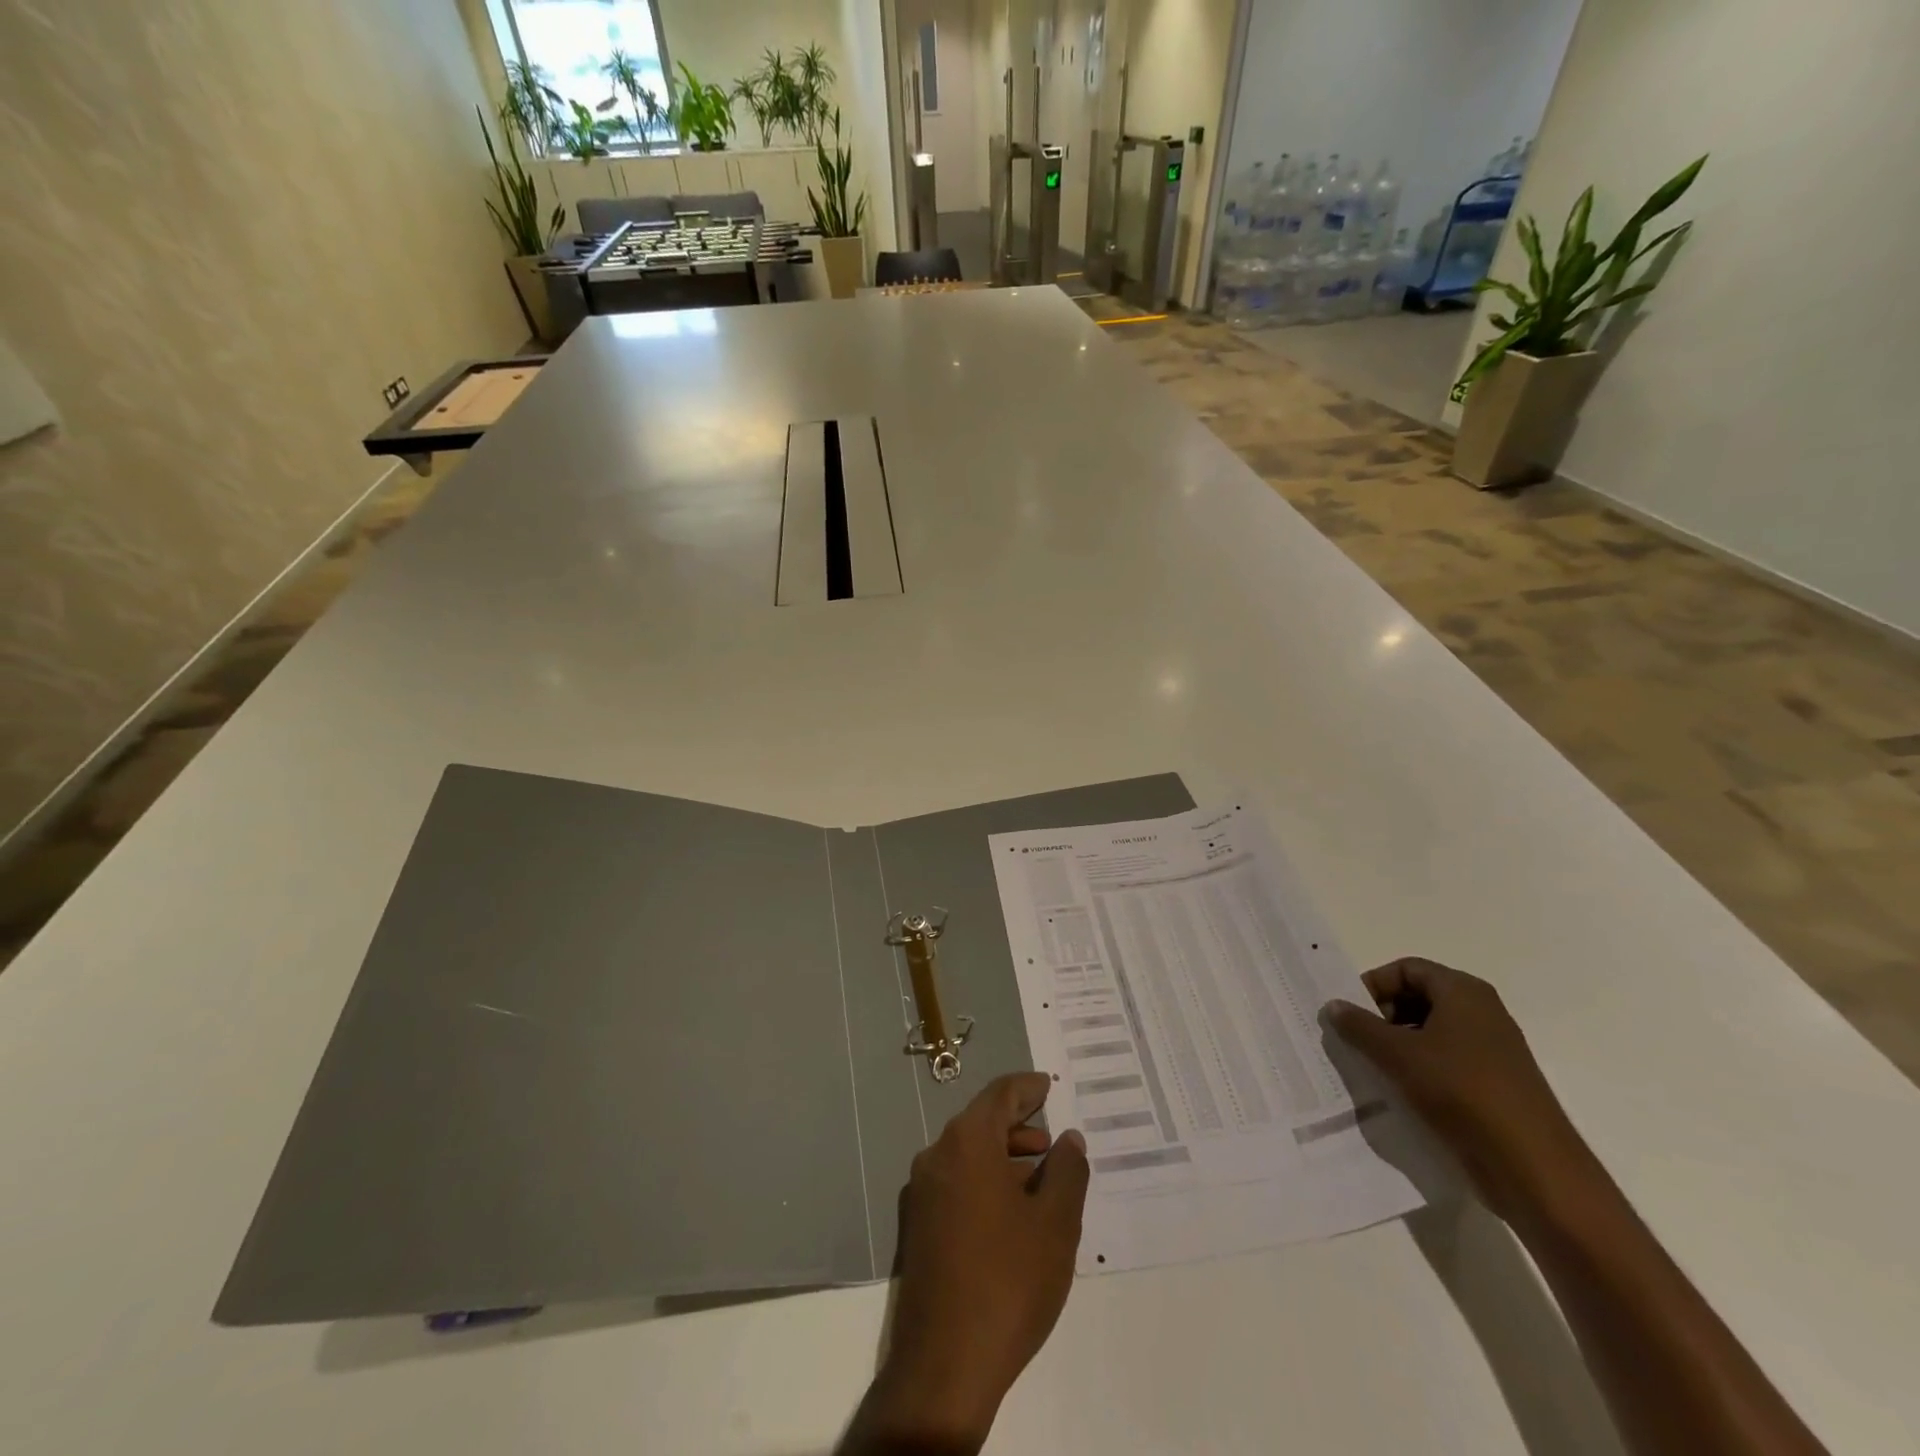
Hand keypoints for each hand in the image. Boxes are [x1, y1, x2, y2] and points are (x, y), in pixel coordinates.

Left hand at [841, 1073, 1090, 1454]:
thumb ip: (1067, 1173)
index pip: (999, 1094)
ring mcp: (921, 1192)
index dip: (1027, 1087)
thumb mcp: (1055, 1225)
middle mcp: (937, 1155)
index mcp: (967, 1142)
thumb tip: (1069, 1140)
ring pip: (968, 1154)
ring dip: (1004, 1156)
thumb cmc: (1008, 1281)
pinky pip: (956, 1183)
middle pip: (981, 1122)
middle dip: (1019, 1125)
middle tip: (1053, 1139)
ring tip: (1041, 1177)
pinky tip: (1012, 1212)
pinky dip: (985, 1181)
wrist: (943, 1365)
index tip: (1049, 1087)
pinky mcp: (917, 1226)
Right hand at [1326, 957, 1593, 1221]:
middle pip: (1418, 997)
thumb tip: (1333, 1005)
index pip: (1406, 969)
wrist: (1533, 1166)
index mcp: (1463, 992)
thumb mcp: (1398, 1054)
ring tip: (1374, 1067)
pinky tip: (1401, 1091)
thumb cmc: (1462, 1092)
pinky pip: (1446, 1061)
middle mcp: (1482, 1012)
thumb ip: (1359, 1026)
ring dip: (1397, 1044)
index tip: (1351, 1013)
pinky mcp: (1494, 1083)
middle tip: (1356, 1040)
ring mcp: (1492, 1049)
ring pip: (1431, 1031)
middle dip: (1382, 1015)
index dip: (1374, 985)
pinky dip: (1419, 1067)